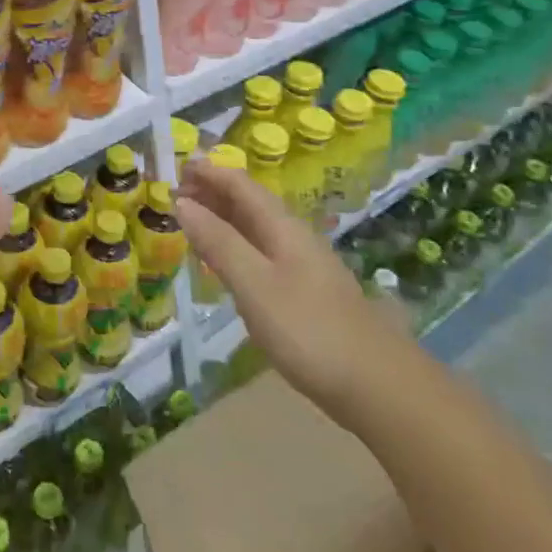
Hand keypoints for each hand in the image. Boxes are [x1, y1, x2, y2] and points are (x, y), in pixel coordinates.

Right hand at [174, 161, 401, 409]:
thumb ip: (218, 243)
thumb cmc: (309, 330)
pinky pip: (260, 252)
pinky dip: (234, 245)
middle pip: (249, 202)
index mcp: (282, 228)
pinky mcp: (304, 292)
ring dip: (222, 217)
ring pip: (255, 228)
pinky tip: (224, 262)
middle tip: (174, 192)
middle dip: (213, 191)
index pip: (241, 185)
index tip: (176, 166)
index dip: (210, 172)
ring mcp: (302, 265)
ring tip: (190, 219)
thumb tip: (182, 203)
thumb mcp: (254, 284)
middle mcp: (293, 238)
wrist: (377, 385)